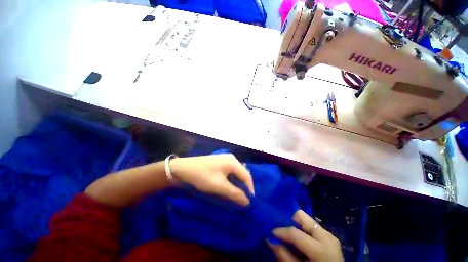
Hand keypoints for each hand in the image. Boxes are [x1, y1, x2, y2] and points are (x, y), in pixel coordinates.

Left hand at [170, 154, 254, 205]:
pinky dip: (230, 180)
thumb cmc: (201, 176)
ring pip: (235, 173)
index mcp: (233, 162)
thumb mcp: (219, 186)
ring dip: (236, 184)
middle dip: (243, 187)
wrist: (181, 169)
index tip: (249, 203)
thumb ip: (235, 193)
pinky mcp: (219, 162)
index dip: (250, 189)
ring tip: (235, 195)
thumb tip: (248, 202)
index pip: (247, 176)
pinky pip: (229, 172)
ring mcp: (224, 159)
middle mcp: (231, 158)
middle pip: (242, 174)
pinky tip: (227, 187)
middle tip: (242, 199)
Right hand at [268, 210, 342, 261]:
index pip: (295, 233)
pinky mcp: (328, 235)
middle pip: (300, 215)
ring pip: (305, 218)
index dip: (280, 231)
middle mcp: (326, 235)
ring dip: (294, 224)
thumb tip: (269, 239)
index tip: (270, 233)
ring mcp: (328, 234)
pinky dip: (301, 228)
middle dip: (288, 220)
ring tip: (288, 233)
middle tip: (280, 229)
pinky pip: (310, 225)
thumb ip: (284, 256)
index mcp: (321, 248)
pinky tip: (297, 237)